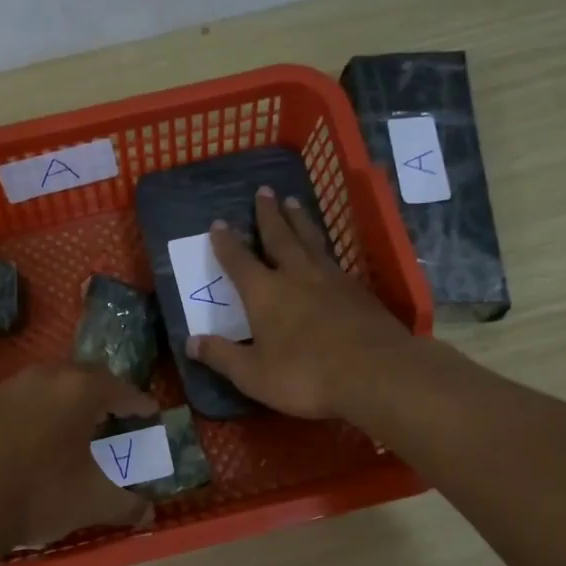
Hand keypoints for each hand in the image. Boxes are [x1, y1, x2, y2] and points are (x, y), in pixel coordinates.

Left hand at [0, 362, 157, 547]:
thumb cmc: (41, 494)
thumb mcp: (93, 502)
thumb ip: (127, 504)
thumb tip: (150, 513)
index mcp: (81, 390)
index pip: (121, 390)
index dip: (139, 403)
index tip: (150, 412)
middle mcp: (48, 376)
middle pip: (87, 376)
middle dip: (105, 394)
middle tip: (116, 414)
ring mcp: (13, 386)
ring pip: (53, 383)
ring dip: (71, 398)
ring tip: (79, 423)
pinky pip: (26, 397)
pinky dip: (42, 408)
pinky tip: (40, 435)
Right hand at [188, 187, 415, 419]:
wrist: (375, 373)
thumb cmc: (305, 376)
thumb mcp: (253, 375)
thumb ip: (222, 356)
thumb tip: (191, 342)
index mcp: (265, 293)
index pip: (239, 261)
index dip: (226, 243)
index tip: (218, 223)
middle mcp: (297, 276)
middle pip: (280, 237)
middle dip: (268, 214)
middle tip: (264, 190)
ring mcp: (332, 280)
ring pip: (311, 241)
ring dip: (299, 221)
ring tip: (293, 202)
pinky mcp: (359, 291)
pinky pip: (335, 260)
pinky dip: (325, 249)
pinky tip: (327, 253)